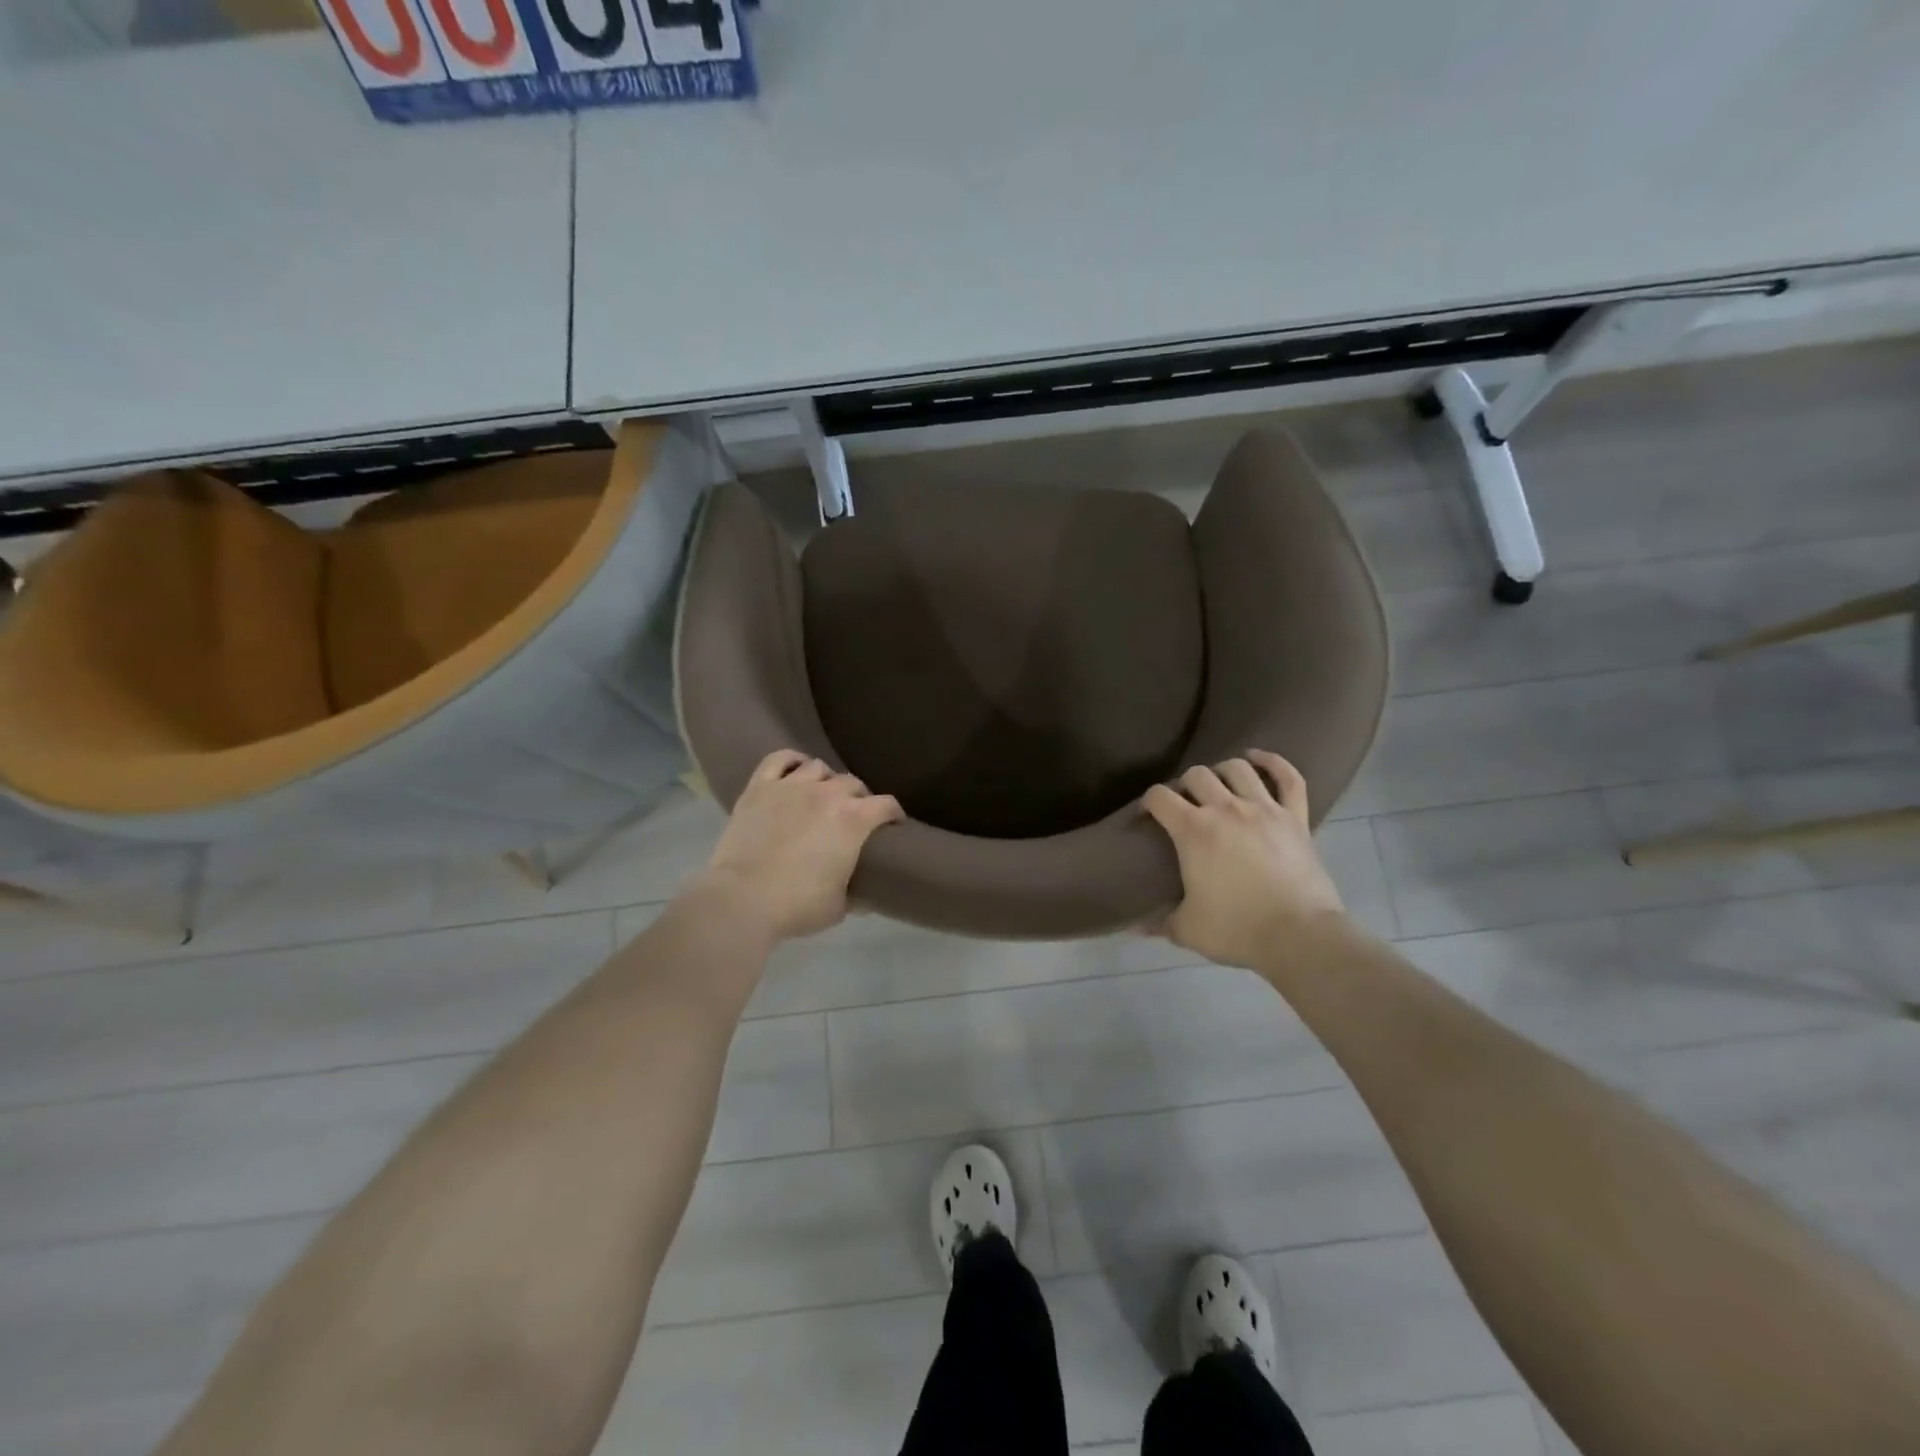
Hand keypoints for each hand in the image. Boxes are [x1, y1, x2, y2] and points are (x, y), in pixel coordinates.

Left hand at [692, 750, 903, 944]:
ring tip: (822, 795)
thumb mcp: (838, 907)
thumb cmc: (797, 905)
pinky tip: (795, 770)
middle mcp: (827, 794)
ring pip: (818, 767)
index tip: (893, 825)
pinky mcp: (759, 787)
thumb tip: (864, 897)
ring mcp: (791, 786)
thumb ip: (854, 895)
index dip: (893, 814)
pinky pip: (779, 759)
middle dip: (859, 797)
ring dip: (826, 780)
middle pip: (853, 783)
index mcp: (854, 820)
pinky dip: (791, 761)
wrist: (742, 899)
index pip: (886, 805)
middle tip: (854, 815)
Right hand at [1141, 750, 1345, 970]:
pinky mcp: (1296, 817)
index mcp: (1193, 830)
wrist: (1300, 936)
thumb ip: (1159, 922)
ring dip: (1222, 771)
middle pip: (1196, 775)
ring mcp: (1264, 809)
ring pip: (1237, 769)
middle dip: (1184, 785)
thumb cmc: (1237, 929)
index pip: (1159, 797)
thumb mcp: (1188, 930)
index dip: (1148, 802)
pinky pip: (1288, 778)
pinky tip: (1258, 758)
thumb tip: (1132, 927)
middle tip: (1185, 805)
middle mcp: (1226, 809)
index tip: (1147, 816)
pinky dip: (1273, 762)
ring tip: (1218, 783)